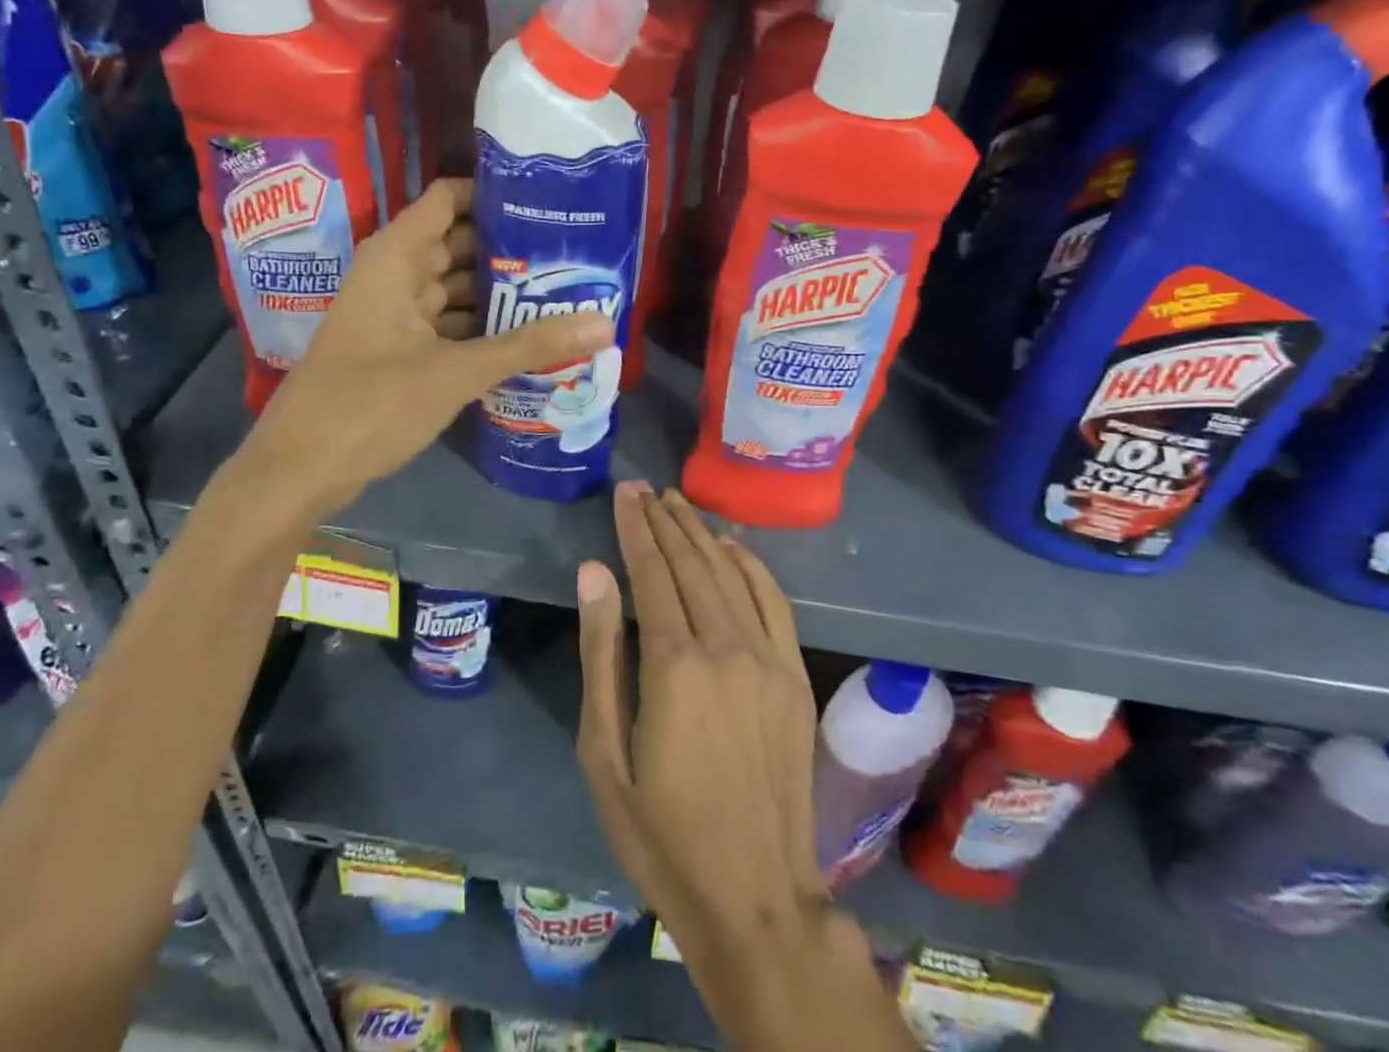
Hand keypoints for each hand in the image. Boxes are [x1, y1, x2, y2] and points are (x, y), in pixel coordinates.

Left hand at [246, 179, 613, 512]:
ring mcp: (393, 315)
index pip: (448, 199)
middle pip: (457, 244)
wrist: (300, 470)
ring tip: (561, 291)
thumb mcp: (456, 371)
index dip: (493, 194)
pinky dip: (479, 328)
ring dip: (498, 292)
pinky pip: (445, 325)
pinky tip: (523, 338)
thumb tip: (604, 323)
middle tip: (572, 252)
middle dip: (509, 248)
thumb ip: (529, 345)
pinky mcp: (396, 351)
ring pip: (453, 289)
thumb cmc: (371, 404)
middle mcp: (393, 276)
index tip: (548, 200)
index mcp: (395, 258)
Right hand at [574, 484, 826, 962]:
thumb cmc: (661, 833)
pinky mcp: (794, 678)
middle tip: (645, 489)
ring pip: (731, 574)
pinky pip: (774, 602)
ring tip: (678, 504)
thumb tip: (594, 572)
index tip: (625, 494)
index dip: (635, 529)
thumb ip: (600, 653)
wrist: (756, 899)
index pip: (651, 573)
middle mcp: (726, 648)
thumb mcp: (604, 752)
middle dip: (665, 521)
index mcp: (675, 665)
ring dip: (702, 534)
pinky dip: (751, 566)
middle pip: (692, 564)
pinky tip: (731, 545)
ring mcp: (768, 660)